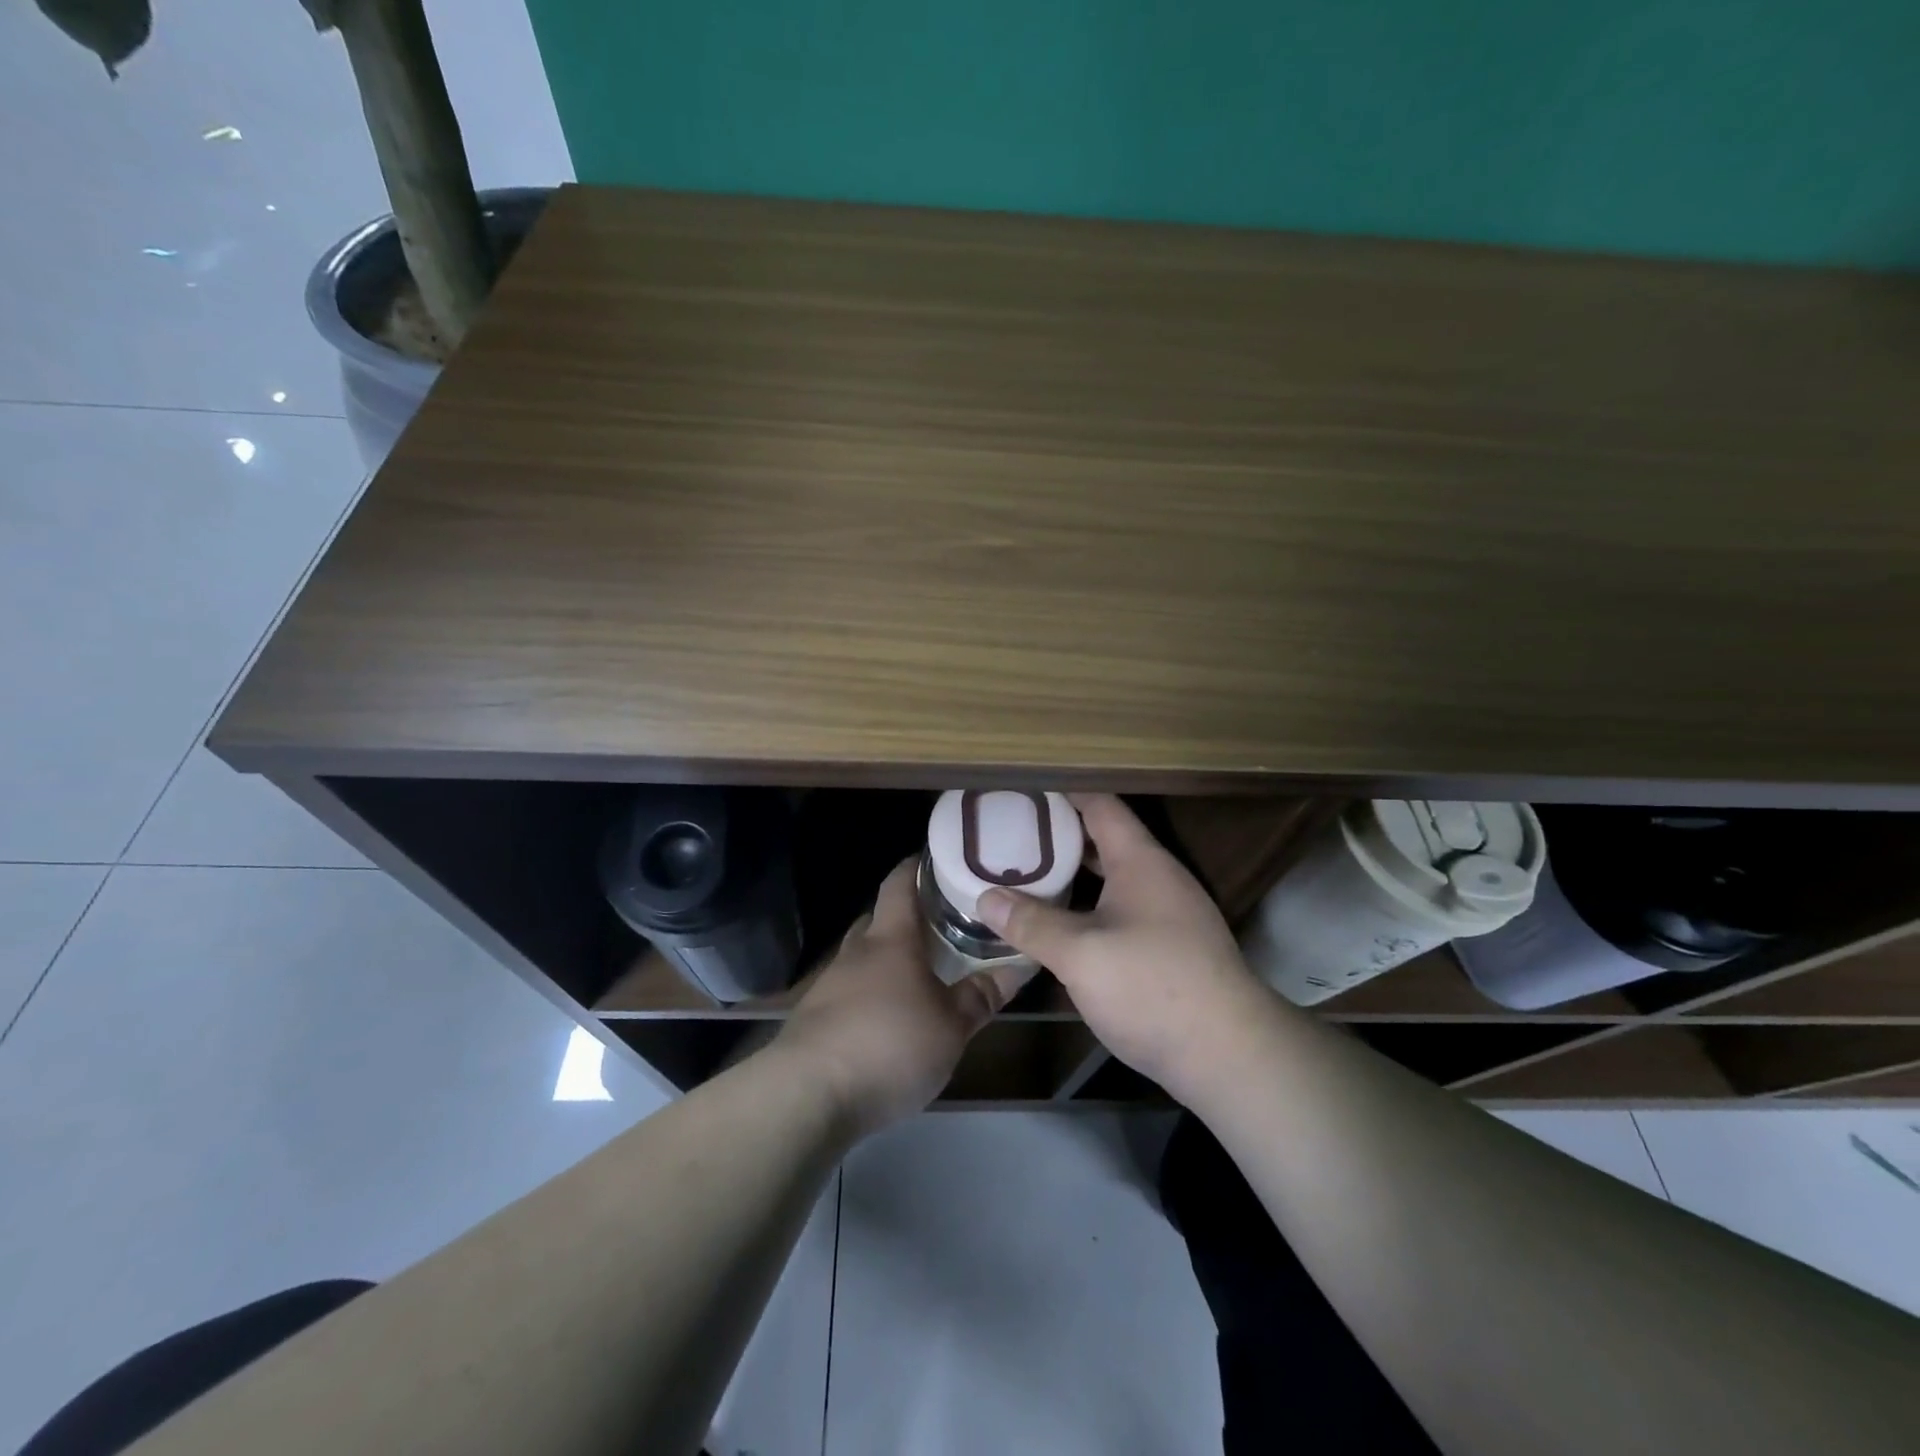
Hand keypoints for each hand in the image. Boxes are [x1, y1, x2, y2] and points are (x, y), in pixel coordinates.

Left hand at [775, 858, 1023, 1135]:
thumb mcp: (951, 1026)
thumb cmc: (889, 1045)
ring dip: (887, 959)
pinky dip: (870, 992)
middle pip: (878, 918)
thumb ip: (982, 994)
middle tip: (941, 923)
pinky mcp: (814, 1019)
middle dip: (906, 917)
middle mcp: (856, 952)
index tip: (938, 860)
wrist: (807, 1096)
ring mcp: (829, 984)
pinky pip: (848, 991)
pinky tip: (888, 1017)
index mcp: (890, 940)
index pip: (899, 884)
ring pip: (862, 957)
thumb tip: (1020, 964)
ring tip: (920, 972)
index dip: (916, 867)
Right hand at [975, 794, 1273, 1101]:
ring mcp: (1165, 914)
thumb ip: (1031, 923)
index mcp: (1140, 861)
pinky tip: (1057, 925)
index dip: (1062, 791)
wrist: (1228, 1054)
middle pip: (1102, 840)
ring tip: (1022, 874)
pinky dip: (1085, 908)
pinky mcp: (1167, 949)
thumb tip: (984, 897)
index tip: (1021, 789)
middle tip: (1008, 834)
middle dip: (1057, 835)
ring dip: (1070, 875)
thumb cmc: (1152, 986)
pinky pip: (1117, 911)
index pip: (1100, 804)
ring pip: (1109, 880)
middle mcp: (1156, 878)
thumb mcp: (1081, 954)